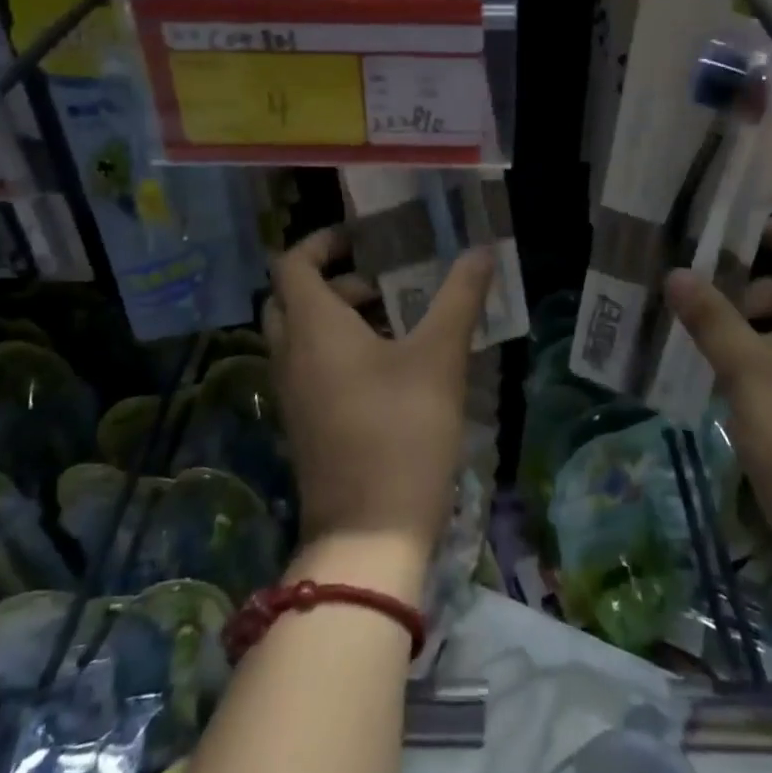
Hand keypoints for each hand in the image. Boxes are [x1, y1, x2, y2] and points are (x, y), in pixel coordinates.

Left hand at [263, 227, 493, 566]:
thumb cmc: (402, 430)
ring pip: (303, 334)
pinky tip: (391, 367)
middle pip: (294, 297)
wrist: (370, 534)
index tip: (364, 238)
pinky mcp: (304, 423)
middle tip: (385, 282)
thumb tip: (481, 250)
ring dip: (340, 317)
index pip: (293, 263)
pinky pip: (310, 366)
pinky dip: (338, 350)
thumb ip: (459, 297)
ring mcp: (292, 393)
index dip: (323, 241)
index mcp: (313, 327)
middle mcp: (291, 354)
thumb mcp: (439, 356)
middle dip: (336, 280)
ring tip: (398, 322)